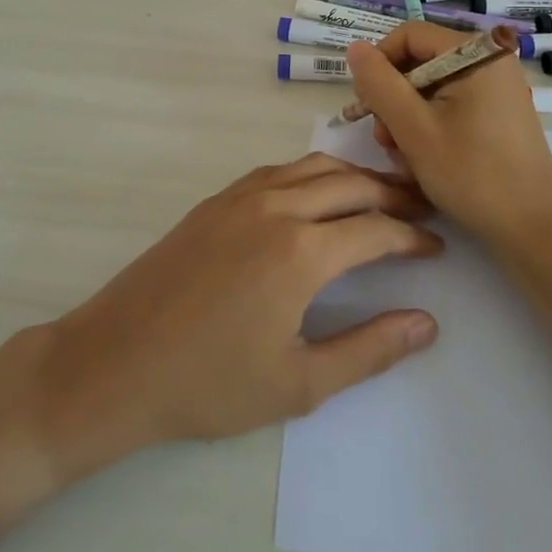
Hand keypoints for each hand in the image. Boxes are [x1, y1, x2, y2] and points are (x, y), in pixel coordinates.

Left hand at [30, 153, 442, 477]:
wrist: (114, 362)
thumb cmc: (209, 384)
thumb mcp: (298, 383)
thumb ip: (368, 350)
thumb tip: (426, 323)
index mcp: (302, 250)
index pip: (376, 229)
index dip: (413, 237)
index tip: (437, 247)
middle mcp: (276, 207)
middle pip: (351, 184)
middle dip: (393, 194)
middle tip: (421, 211)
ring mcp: (240, 196)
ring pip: (313, 167)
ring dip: (353, 176)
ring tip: (379, 196)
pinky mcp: (215, 200)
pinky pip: (277, 171)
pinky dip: (311, 174)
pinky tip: (316, 195)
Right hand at [346, 22, 551, 250]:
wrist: (534, 228)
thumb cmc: (472, 174)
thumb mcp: (413, 128)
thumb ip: (379, 84)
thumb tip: (355, 48)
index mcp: (475, 53)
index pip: (409, 35)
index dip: (379, 64)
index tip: (366, 105)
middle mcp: (490, 60)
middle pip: (420, 61)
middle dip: (394, 98)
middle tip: (385, 140)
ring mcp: (497, 88)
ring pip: (432, 87)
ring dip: (408, 118)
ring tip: (404, 157)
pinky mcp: (499, 113)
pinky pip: (452, 105)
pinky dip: (431, 127)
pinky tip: (425, 159)